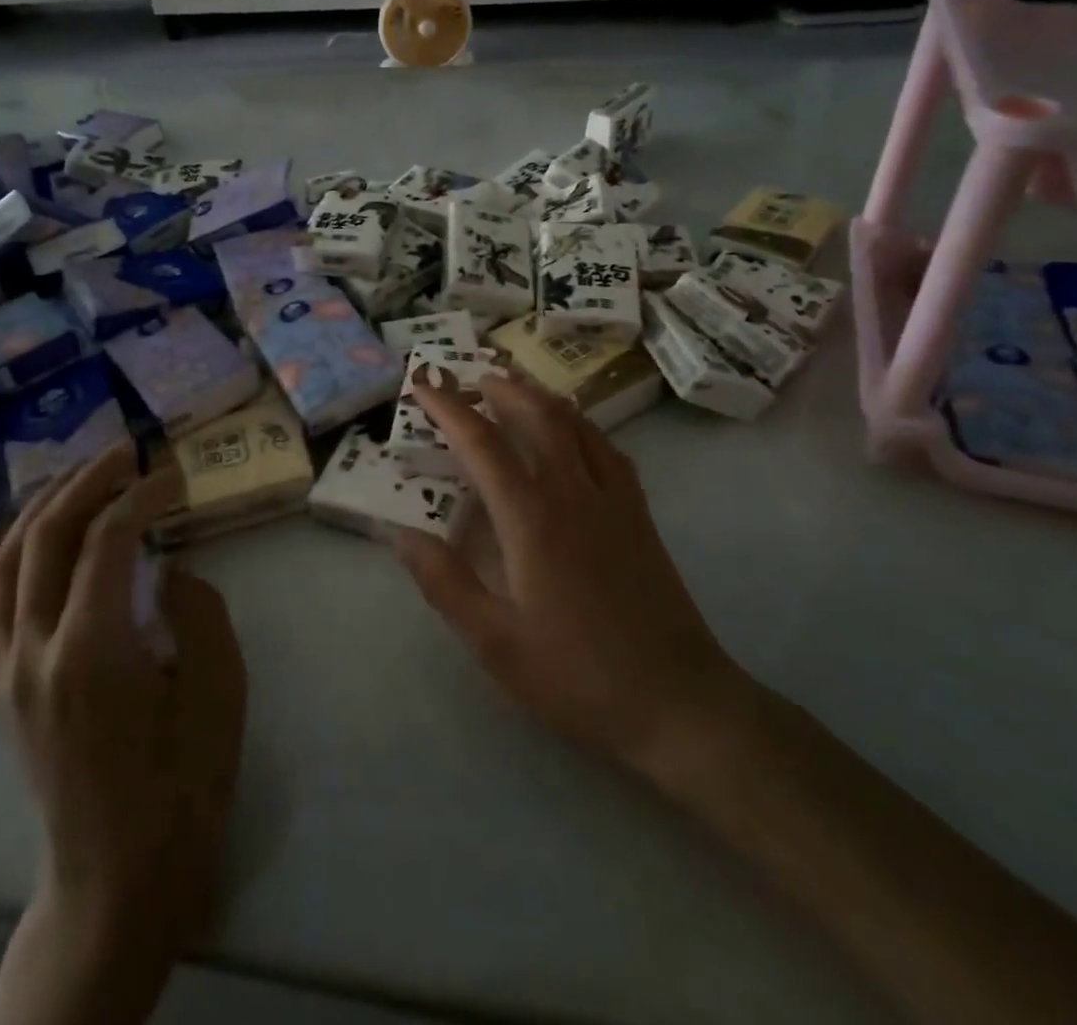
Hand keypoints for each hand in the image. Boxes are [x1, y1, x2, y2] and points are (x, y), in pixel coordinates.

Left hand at [0, 443, 246, 975]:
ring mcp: (7, 672)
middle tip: (127, 451)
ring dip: (42, 507)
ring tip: (79, 473)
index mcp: (94, 649)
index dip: (143, 494)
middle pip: (50, 538)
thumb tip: (166, 570)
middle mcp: (36, 651)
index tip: (174, 474)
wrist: (119, 874)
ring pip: (8, 565)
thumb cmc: (182, 783)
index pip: (108, 540)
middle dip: (89, 481)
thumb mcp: (220, 689)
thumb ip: (198, 611)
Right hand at [390, 374, 750, 780]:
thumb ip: (444, 582)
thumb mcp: (495, 642)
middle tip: (473, 374)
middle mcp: (573, 492)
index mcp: (531, 518)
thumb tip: (399, 532)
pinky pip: (608, 449)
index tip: (423, 383)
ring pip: (577, 425)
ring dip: (542, 397)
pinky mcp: (640, 515)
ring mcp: (614, 499)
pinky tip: (577, 434)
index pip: (482, 444)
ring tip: (518, 386)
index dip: (448, 408)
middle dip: (502, 388)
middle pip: (538, 416)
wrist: (677, 701)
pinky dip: (583, 426)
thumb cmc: (576, 675)